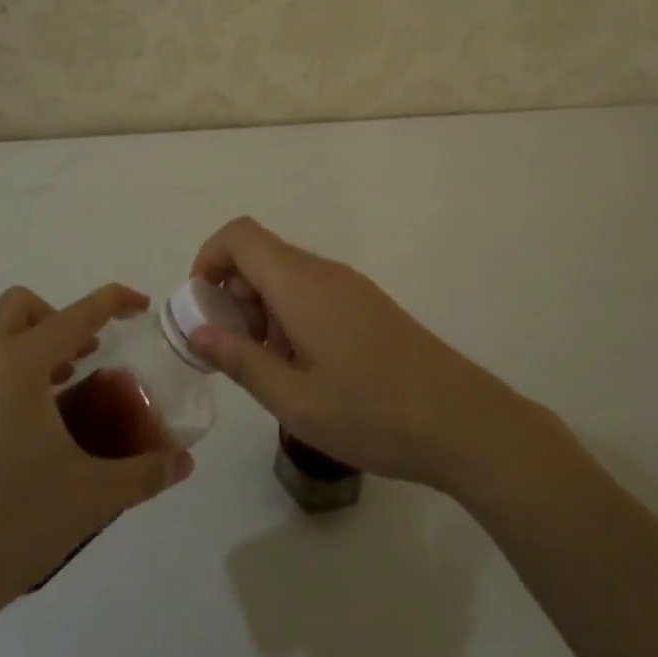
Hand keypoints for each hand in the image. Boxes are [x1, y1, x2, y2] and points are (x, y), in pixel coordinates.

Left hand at [0, 284, 192, 656]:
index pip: (76, 314)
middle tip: (80, 360)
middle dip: (55, 319)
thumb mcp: (91, 498)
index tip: (139, 305)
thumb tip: (184, 462)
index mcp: (16, 367)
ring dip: (23, 352)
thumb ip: (145, 472)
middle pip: (16, 308)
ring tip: (49, 402)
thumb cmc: (11, 529)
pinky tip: (3, 448)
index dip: (113, 301)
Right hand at [185, 217, 526, 492]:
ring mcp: (350, 286)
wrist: (460, 420)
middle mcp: (324, 272)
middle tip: (236, 352)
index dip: (209, 259)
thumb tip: (197, 329)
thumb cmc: (371, 412)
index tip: (201, 308)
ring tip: (272, 369)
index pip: (240, 236)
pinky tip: (305, 368)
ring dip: (262, 309)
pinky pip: (312, 292)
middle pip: (261, 255)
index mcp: (301, 284)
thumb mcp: (294, 399)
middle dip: (233, 294)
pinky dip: (290, 316)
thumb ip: (240, 359)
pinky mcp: (366, 304)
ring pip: (286, 275)